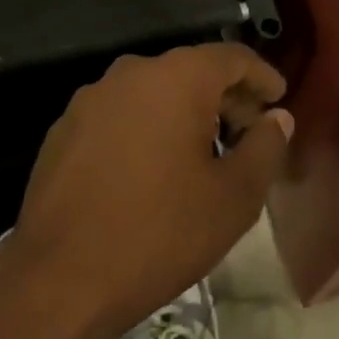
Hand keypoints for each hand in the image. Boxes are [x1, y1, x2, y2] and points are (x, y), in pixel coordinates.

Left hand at [14, 44, 290, 337]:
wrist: (60, 280)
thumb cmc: (160, 232)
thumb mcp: (234, 196)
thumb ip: (265, 147)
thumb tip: (277, 118)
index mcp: (177, 78)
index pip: (232, 57)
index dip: (261, 76)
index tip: (278, 99)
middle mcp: (132, 73)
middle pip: (191, 71)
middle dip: (224, 97)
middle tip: (247, 132)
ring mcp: (92, 99)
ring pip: (153, 92)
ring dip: (183, 113)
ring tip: (201, 154)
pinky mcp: (64, 128)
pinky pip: (120, 115)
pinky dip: (145, 128)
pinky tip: (151, 170)